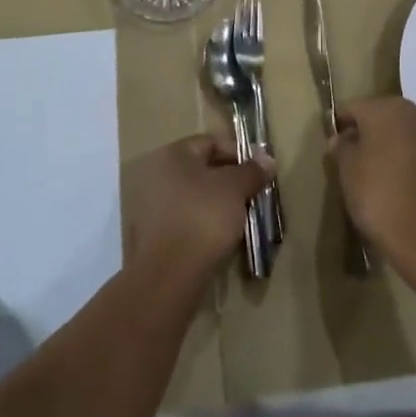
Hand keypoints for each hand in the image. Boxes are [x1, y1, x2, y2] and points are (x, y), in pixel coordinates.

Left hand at [125, 134, 271, 292]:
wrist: (168, 274)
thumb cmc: (203, 217)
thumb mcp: (235, 189)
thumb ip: (251, 171)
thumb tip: (266, 159)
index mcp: (172, 154)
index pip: (211, 142)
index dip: (239, 153)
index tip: (261, 171)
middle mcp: (155, 174)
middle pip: (201, 170)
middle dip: (229, 181)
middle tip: (253, 195)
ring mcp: (149, 206)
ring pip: (193, 197)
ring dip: (217, 204)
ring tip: (240, 219)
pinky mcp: (150, 236)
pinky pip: (184, 220)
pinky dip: (202, 224)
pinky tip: (219, 238)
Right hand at [330, 96, 415, 264]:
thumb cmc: (378, 195)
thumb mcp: (347, 170)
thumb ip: (342, 147)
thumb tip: (342, 138)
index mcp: (385, 107)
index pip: (354, 108)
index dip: (341, 125)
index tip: (333, 147)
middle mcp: (413, 112)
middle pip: (381, 115)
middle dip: (366, 132)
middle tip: (352, 159)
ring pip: (401, 131)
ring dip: (388, 144)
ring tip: (374, 172)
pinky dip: (405, 158)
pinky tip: (396, 180)